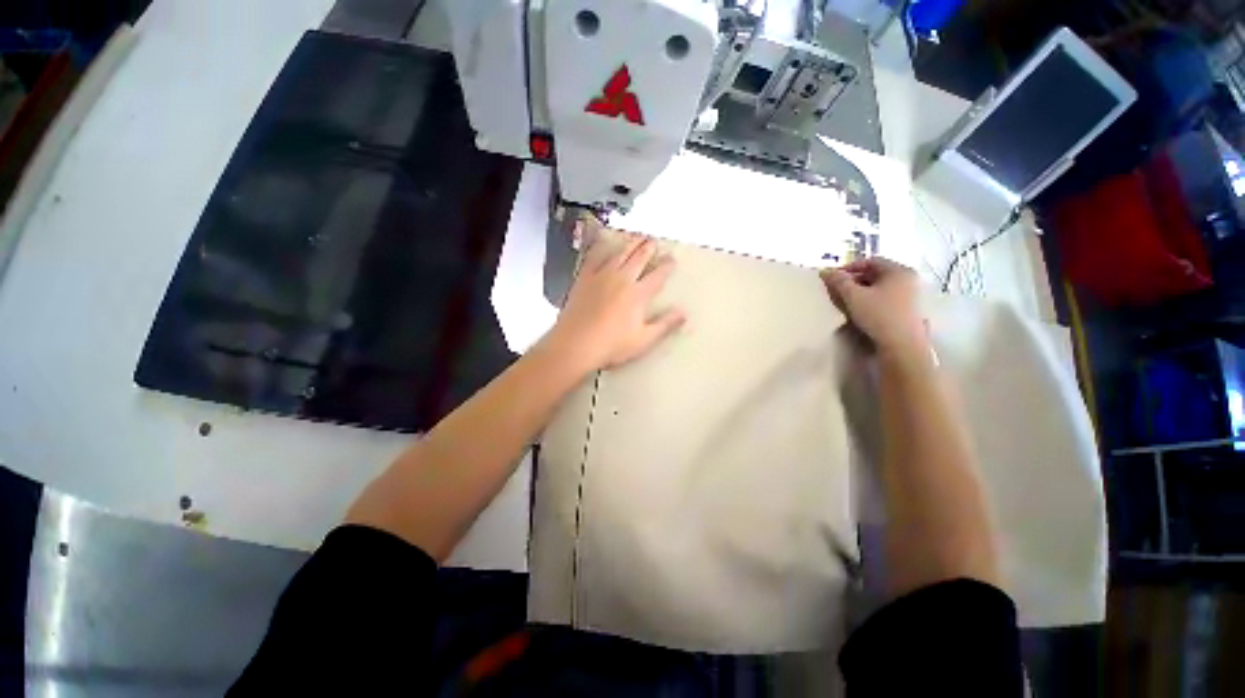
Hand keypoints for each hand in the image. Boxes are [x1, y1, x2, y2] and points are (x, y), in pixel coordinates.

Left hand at [544, 233, 685, 371]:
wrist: (576, 344)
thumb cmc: (612, 345)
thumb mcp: (644, 340)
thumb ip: (665, 325)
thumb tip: (684, 312)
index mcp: (637, 294)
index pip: (657, 276)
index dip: (666, 266)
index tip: (672, 259)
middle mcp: (621, 279)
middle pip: (638, 258)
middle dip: (648, 248)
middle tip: (654, 241)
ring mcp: (601, 276)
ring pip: (619, 253)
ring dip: (630, 243)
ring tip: (636, 236)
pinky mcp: (584, 278)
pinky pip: (594, 257)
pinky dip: (601, 247)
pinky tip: (603, 242)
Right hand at [820, 258, 926, 356]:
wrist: (902, 344)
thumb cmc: (878, 315)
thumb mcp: (853, 296)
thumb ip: (839, 281)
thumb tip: (825, 270)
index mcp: (898, 270)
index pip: (870, 261)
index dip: (850, 267)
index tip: (834, 278)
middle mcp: (908, 278)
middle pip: (877, 273)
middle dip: (855, 279)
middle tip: (839, 290)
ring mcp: (912, 294)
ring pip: (882, 286)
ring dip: (863, 290)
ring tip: (848, 300)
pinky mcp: (910, 309)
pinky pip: (888, 296)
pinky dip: (873, 298)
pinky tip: (863, 309)